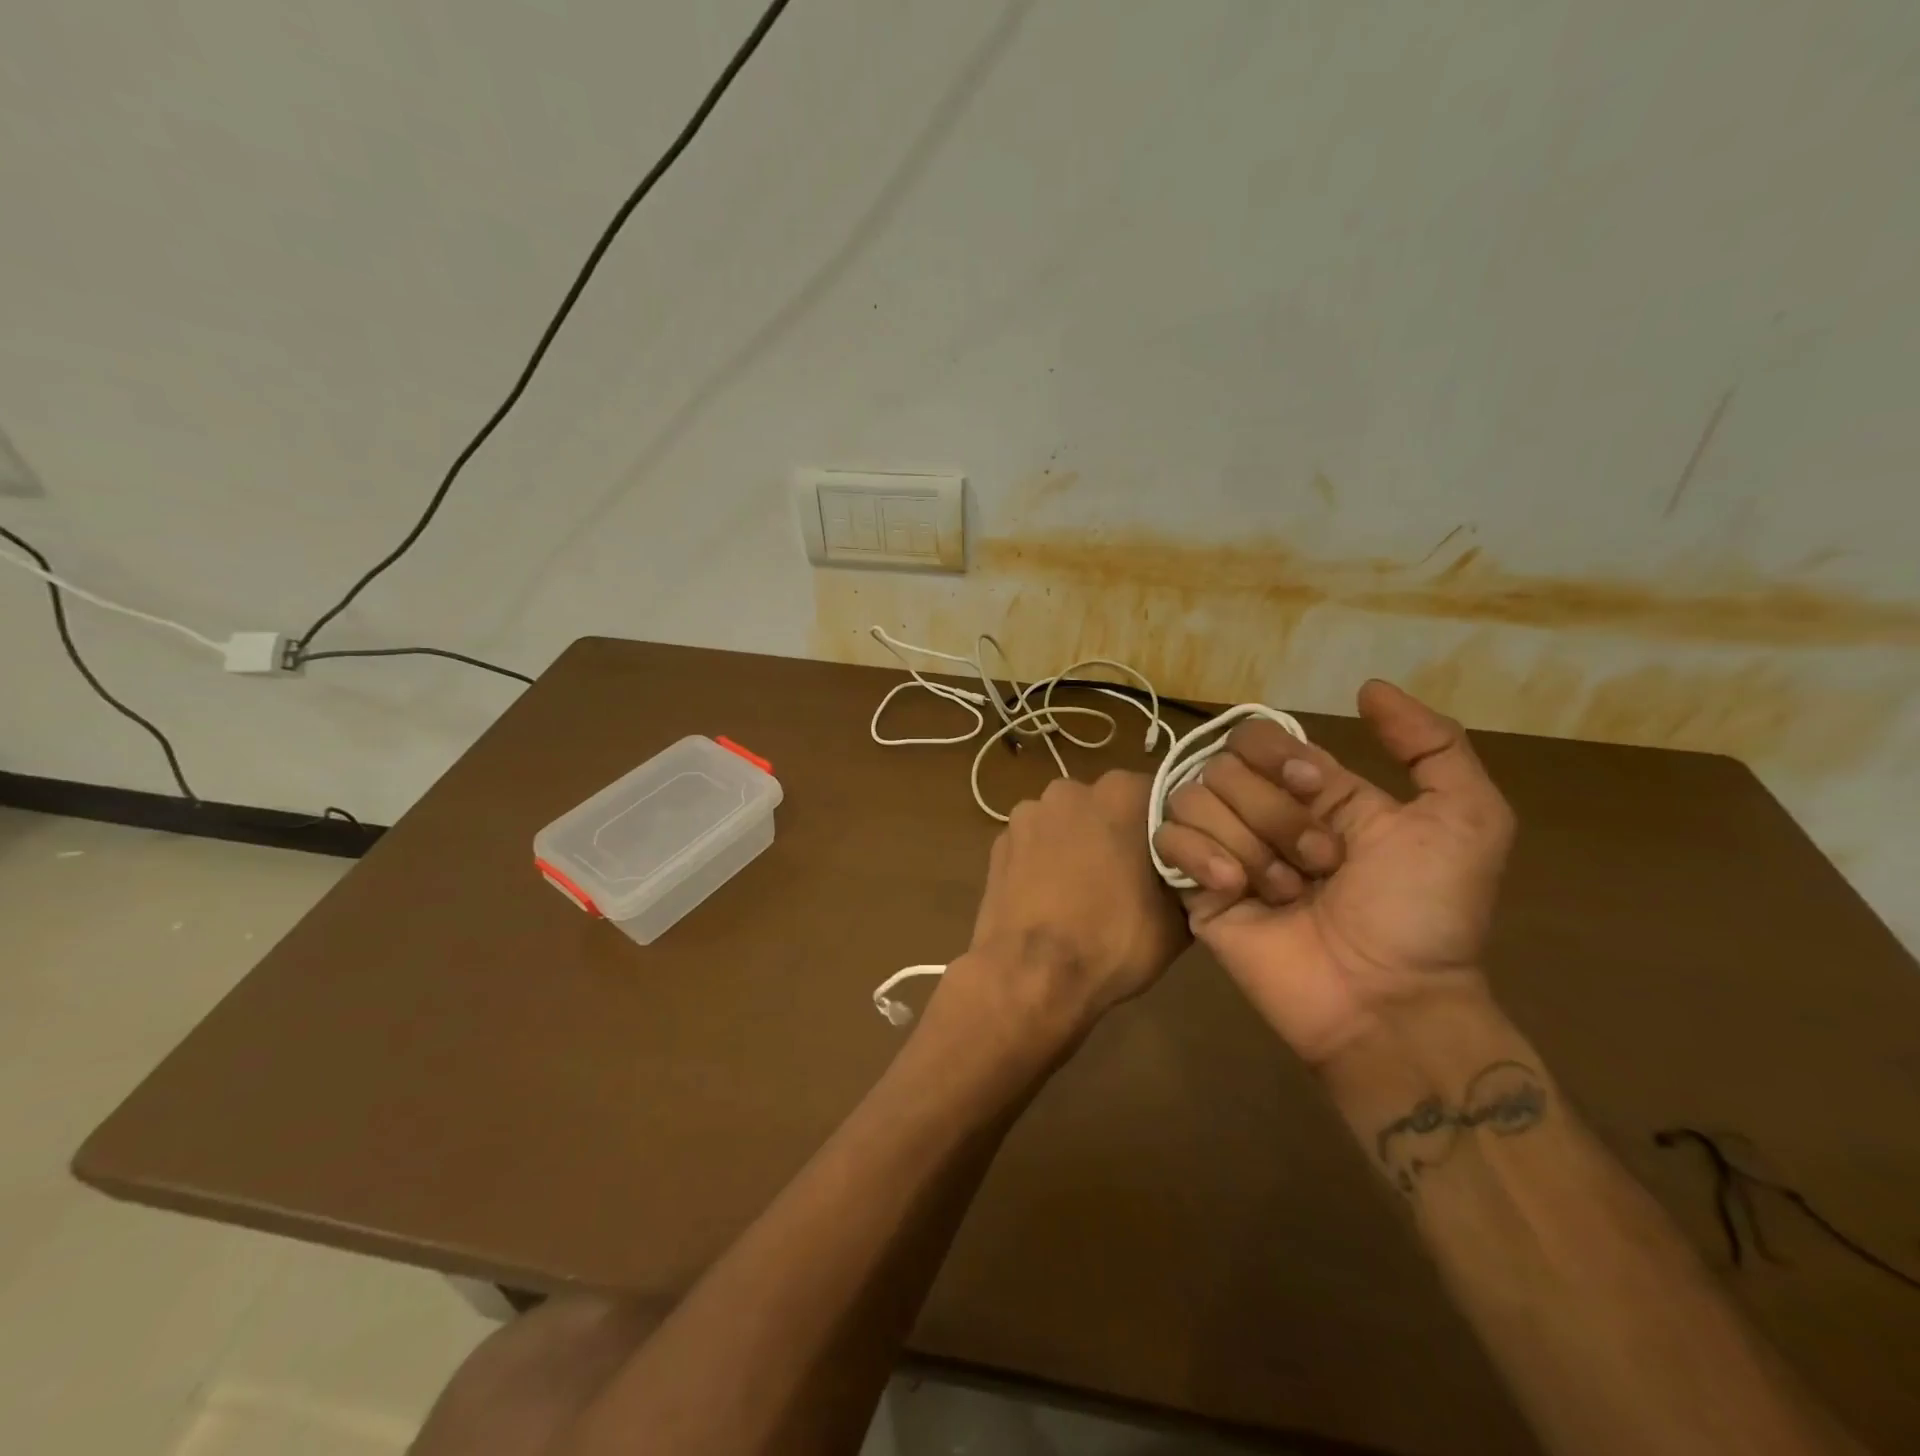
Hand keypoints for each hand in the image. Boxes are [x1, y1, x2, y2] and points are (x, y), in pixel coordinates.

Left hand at [951, 771, 1187, 1043]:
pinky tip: (1049, 898)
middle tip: (1127, 880)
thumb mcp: (1177, 919)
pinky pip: (1033, 844)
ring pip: (1065, 823)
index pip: (1158, 798)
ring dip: (1075, 845)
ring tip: (1082, 893)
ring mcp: (1027, 813)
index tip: (1168, 863)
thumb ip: (1187, 876)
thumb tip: (1189, 869)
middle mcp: (1071, 789)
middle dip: (1116, 833)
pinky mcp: (998, 841)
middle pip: (1105, 806)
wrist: (1031, 975)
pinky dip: (1042, 862)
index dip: (1166, 831)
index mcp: (1122, 793)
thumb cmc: (1113, 940)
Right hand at [1152, 681, 1514, 1066]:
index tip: (1313, 788)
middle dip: (1273, 813)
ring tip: (1284, 893)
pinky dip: (1201, 856)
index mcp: (1310, 791)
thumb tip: (1368, 688)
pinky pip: (1165, 840)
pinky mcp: (1192, 888)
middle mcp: (1259, 812)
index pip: (1257, 736)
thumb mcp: (1466, 821)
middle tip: (1319, 866)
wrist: (1384, 1000)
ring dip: (1247, 843)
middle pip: (1223, 766)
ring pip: (1193, 799)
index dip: (1277, 754)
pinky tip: (1236, 890)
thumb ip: (1433, 745)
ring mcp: (1221, 848)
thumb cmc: (1425, 913)